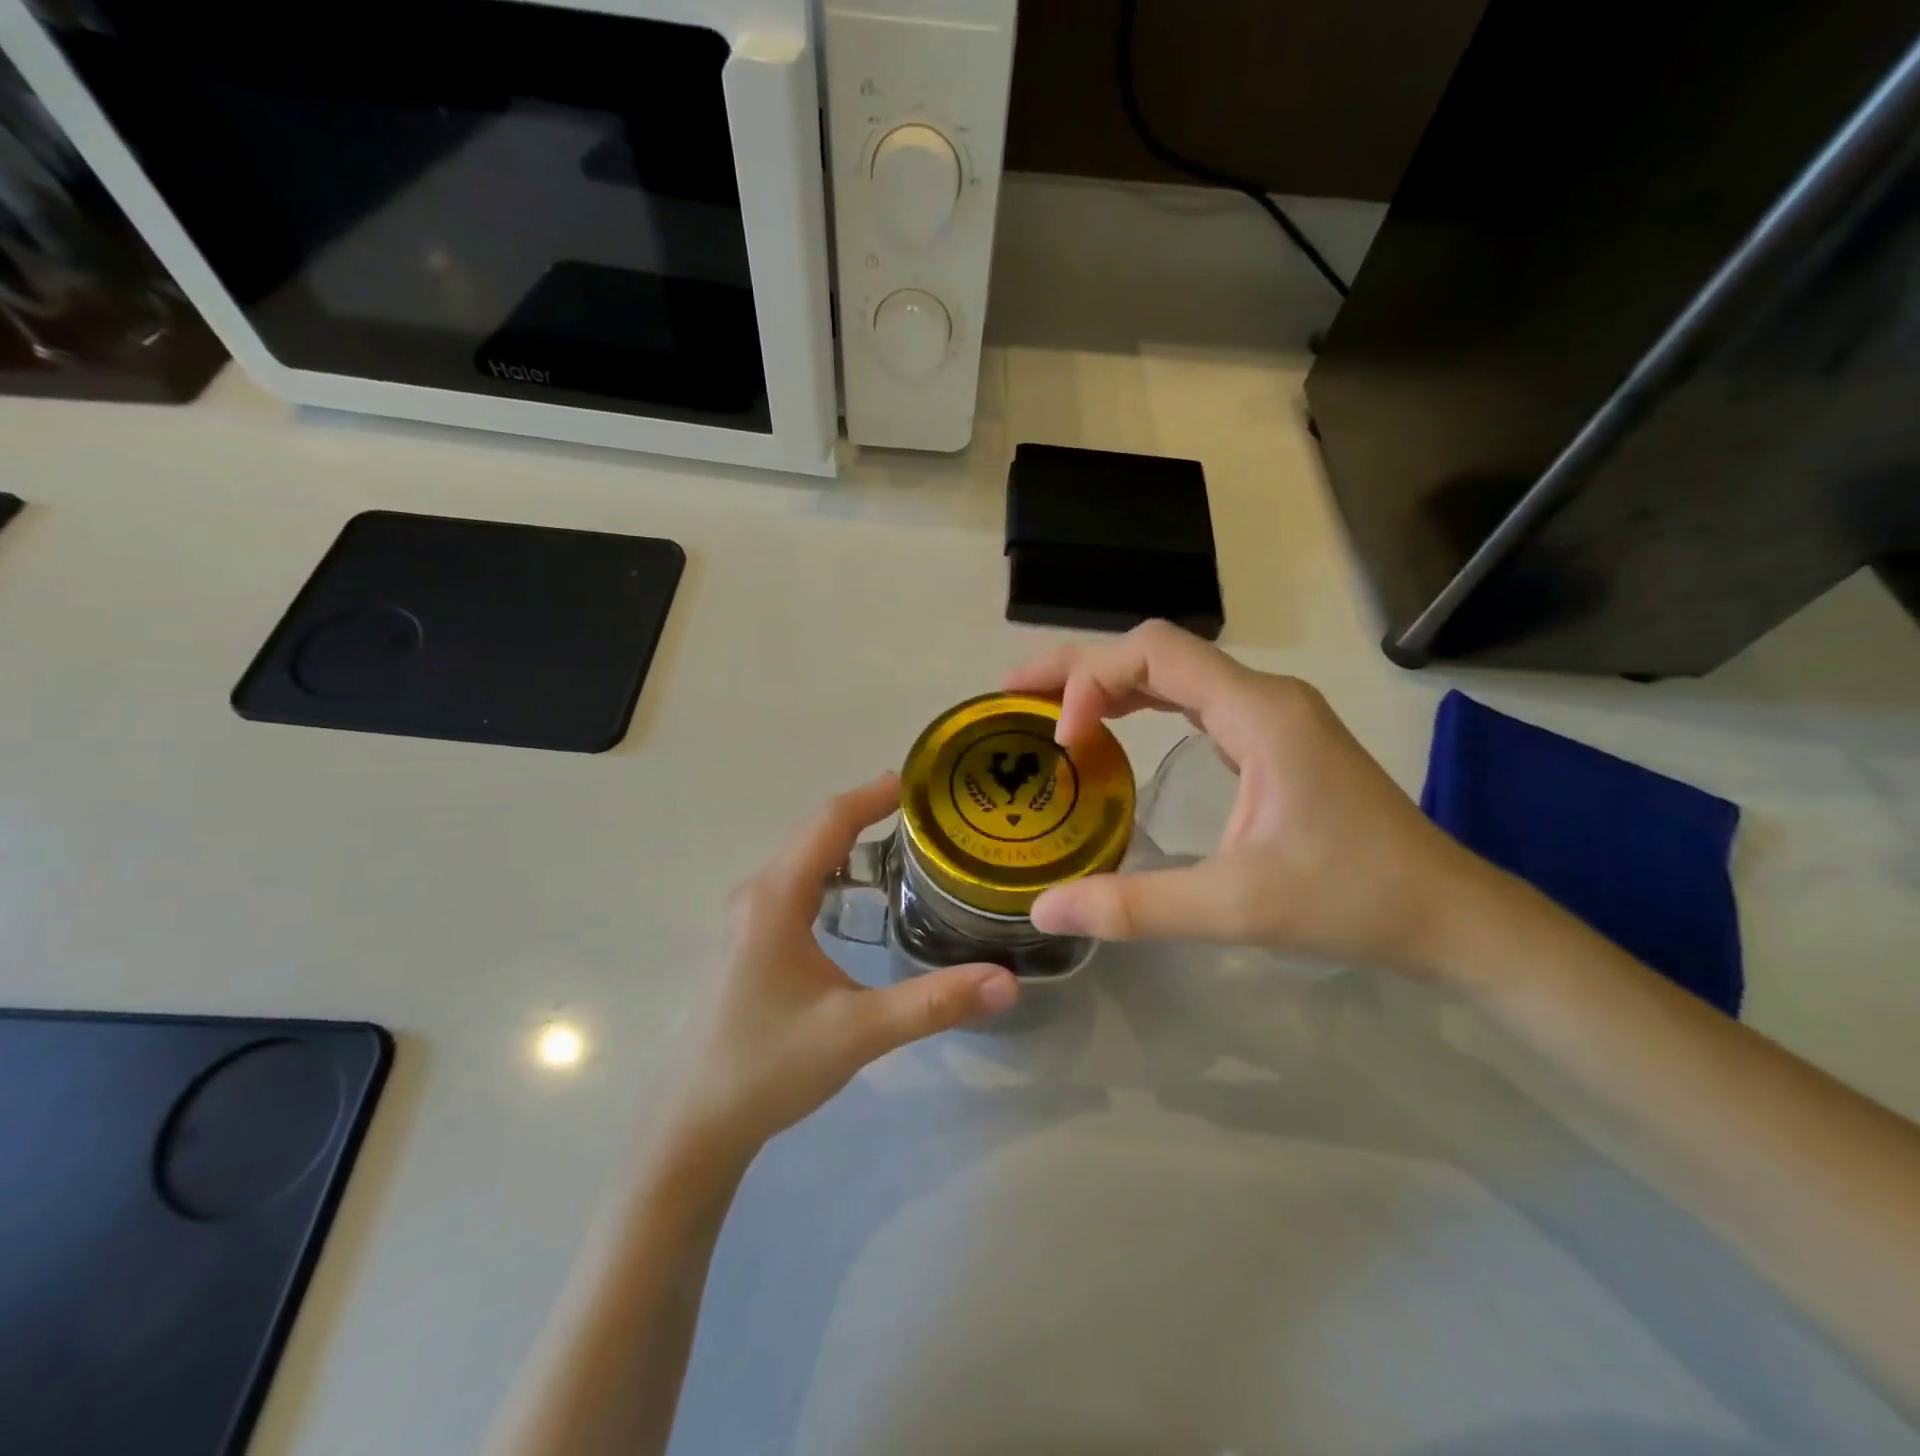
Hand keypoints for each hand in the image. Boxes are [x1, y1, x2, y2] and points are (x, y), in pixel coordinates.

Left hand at [664, 775, 1018, 1161]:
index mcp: (776, 899)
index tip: (923, 780)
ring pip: (806, 858)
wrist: (697, 1125)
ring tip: (907, 840)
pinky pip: (798, 883)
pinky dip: (836, 870)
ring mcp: (749, 918)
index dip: (875, 794)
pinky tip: (864, 894)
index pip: (830, 822)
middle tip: (931, 812)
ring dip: (852, 840)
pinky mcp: (751, 940)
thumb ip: (933, 1003)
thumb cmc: (769, 1068)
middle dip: (869, 812)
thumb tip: (1007, 981)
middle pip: (817, 832)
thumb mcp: (858, 1034)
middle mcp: (758, 895)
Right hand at [1005, 620, 1493, 978]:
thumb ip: (1136, 906)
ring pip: (1171, 671)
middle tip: (1014, 695)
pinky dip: (1138, 704)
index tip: (1062, 741)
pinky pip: (1189, 699)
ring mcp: (1269, 713)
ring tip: (1047, 709)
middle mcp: (1261, 695)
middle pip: (1154, 650)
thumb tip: (1042, 908)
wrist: (1446, 913)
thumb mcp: (1236, 906)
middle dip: (1080, 667)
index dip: (1092, 680)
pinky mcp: (1271, 737)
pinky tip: (1110, 733)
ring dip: (1107, 682)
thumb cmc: (1352, 899)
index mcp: (1257, 712)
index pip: (1155, 652)